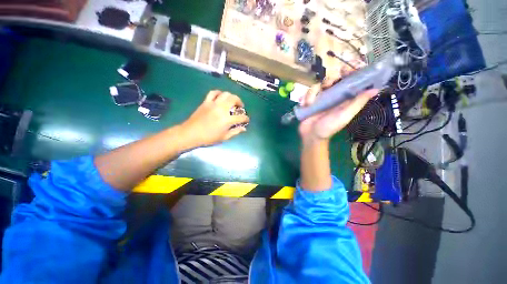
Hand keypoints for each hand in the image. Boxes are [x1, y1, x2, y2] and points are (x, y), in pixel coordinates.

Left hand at [181, 90, 249, 146]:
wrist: (191, 134)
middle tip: (240, 107)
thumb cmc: (208, 138)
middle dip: (240, 102)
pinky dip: (219, 93)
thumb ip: (235, 132)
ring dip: (231, 96)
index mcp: (227, 120)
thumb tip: (244, 128)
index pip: (241, 117)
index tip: (246, 120)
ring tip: (232, 101)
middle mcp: (222, 109)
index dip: (246, 118)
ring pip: (225, 94)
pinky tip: (221, 96)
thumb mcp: (224, 137)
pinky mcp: (206, 102)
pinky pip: (213, 93)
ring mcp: (213, 104)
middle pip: (234, 99)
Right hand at [298, 75, 377, 143]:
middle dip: (328, 80)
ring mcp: (320, 99)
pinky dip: (305, 98)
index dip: (349, 73)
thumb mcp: (344, 116)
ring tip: (310, 103)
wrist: (311, 136)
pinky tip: (304, 105)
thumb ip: (357, 103)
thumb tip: (376, 90)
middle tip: (325, 86)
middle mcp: (332, 97)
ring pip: (317, 86)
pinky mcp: (309, 102)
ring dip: (312, 93)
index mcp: (343, 99)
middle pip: (332, 80)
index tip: (346, 69)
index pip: (349, 81)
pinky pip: (307, 94)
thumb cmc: (328, 128)